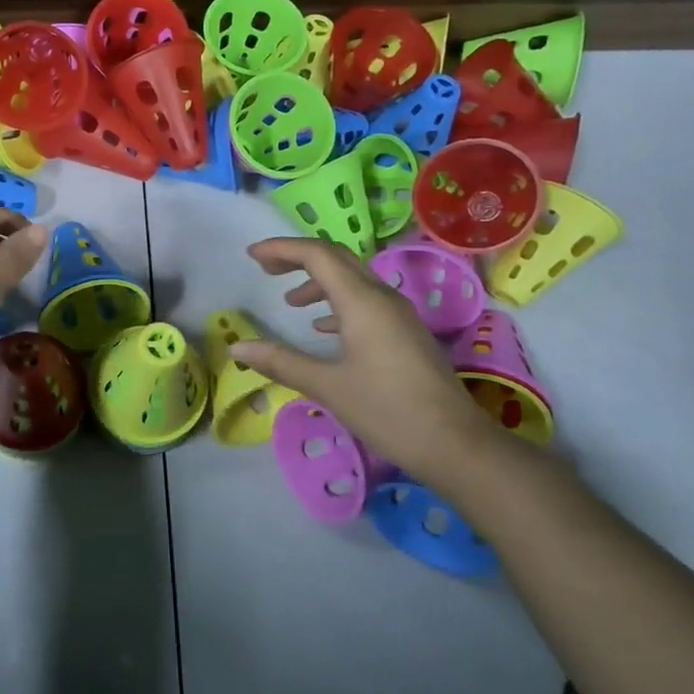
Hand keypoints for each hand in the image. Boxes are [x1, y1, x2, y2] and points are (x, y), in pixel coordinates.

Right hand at [229, 236, 499, 485]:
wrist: (455, 444)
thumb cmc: (387, 410)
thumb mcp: (327, 386)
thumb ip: (281, 361)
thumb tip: (237, 347)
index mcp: (362, 302)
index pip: (317, 255)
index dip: (282, 249)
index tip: (251, 256)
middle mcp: (382, 298)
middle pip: (336, 258)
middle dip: (298, 257)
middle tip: (265, 268)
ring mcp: (398, 315)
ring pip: (353, 279)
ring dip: (318, 281)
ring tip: (290, 301)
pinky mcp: (404, 333)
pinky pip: (366, 301)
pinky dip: (337, 302)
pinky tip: (323, 328)